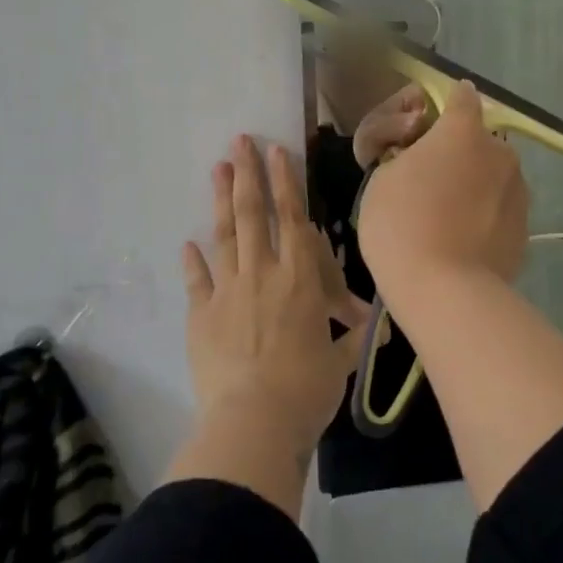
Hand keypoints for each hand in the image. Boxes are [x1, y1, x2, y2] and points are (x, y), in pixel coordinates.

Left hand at [181, 135, 364, 459]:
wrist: (254, 421)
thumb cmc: (307, 389)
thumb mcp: (339, 361)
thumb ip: (352, 337)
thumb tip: (375, 327)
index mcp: (300, 280)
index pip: (293, 220)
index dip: (285, 183)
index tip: (276, 152)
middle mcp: (263, 274)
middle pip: (253, 215)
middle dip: (247, 175)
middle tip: (238, 142)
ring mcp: (228, 292)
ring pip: (224, 236)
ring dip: (219, 201)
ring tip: (216, 169)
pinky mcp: (201, 315)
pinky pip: (197, 280)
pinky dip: (192, 261)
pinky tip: (187, 243)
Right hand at [358, 79, 528, 298]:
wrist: (445, 291)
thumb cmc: (401, 224)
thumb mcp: (381, 177)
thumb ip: (406, 154)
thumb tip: (427, 158)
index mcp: (462, 131)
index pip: (462, 97)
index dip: (446, 105)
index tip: (428, 125)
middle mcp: (500, 152)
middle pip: (478, 141)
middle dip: (459, 154)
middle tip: (431, 184)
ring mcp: (518, 191)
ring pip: (493, 176)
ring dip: (476, 186)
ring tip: (448, 220)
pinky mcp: (526, 227)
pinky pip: (500, 210)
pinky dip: (485, 217)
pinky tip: (463, 242)